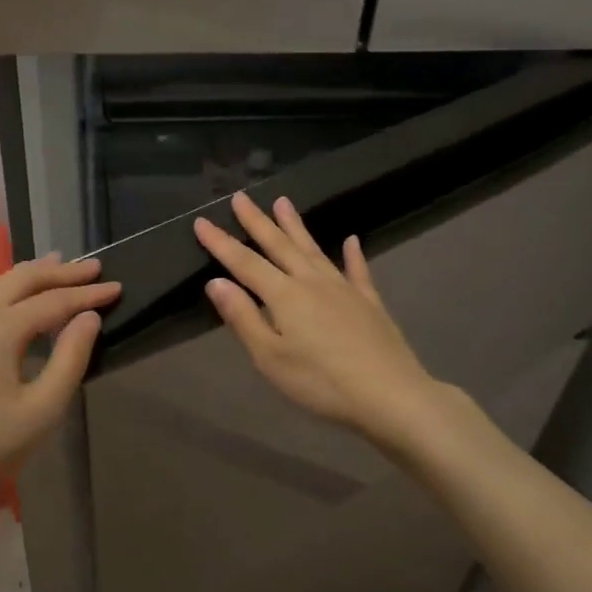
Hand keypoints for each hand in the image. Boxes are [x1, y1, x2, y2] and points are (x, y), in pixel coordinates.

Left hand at [0, 255, 118, 504]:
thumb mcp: (41, 410)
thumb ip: (70, 358)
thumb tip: (89, 318)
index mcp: (0, 326)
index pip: (55, 300)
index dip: (88, 294)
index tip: (117, 286)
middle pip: (23, 278)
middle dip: (61, 271)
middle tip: (93, 267)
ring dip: (33, 275)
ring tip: (59, 267)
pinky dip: (10, 290)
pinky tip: (19, 301)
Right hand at [195, 192, 444, 450]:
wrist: (390, 395)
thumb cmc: (321, 383)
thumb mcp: (270, 358)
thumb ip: (243, 318)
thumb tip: (216, 282)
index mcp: (284, 296)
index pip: (244, 263)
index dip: (221, 242)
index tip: (201, 221)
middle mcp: (312, 282)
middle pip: (279, 245)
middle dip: (257, 222)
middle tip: (241, 197)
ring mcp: (344, 289)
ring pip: (313, 249)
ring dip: (295, 226)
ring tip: (283, 202)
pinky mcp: (369, 302)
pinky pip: (358, 270)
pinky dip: (353, 254)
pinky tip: (352, 240)